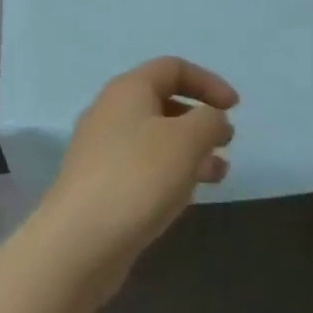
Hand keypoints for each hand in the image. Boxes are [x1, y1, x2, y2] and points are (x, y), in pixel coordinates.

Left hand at [38, 57, 237, 298]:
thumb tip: (213, 119)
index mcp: (129, 88)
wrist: (77, 244)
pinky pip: (143, 166)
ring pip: (155, 138)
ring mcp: (102, 149)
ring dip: (190, 150)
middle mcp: (111, 110)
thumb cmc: (137, 178)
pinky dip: (170, 172)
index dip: (208, 82)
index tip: (235, 107)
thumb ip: (209, 121)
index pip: (174, 68)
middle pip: (163, 101)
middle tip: (227, 141)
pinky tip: (187, 196)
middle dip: (200, 119)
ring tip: (219, 173)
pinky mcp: (99, 185)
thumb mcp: (186, 141)